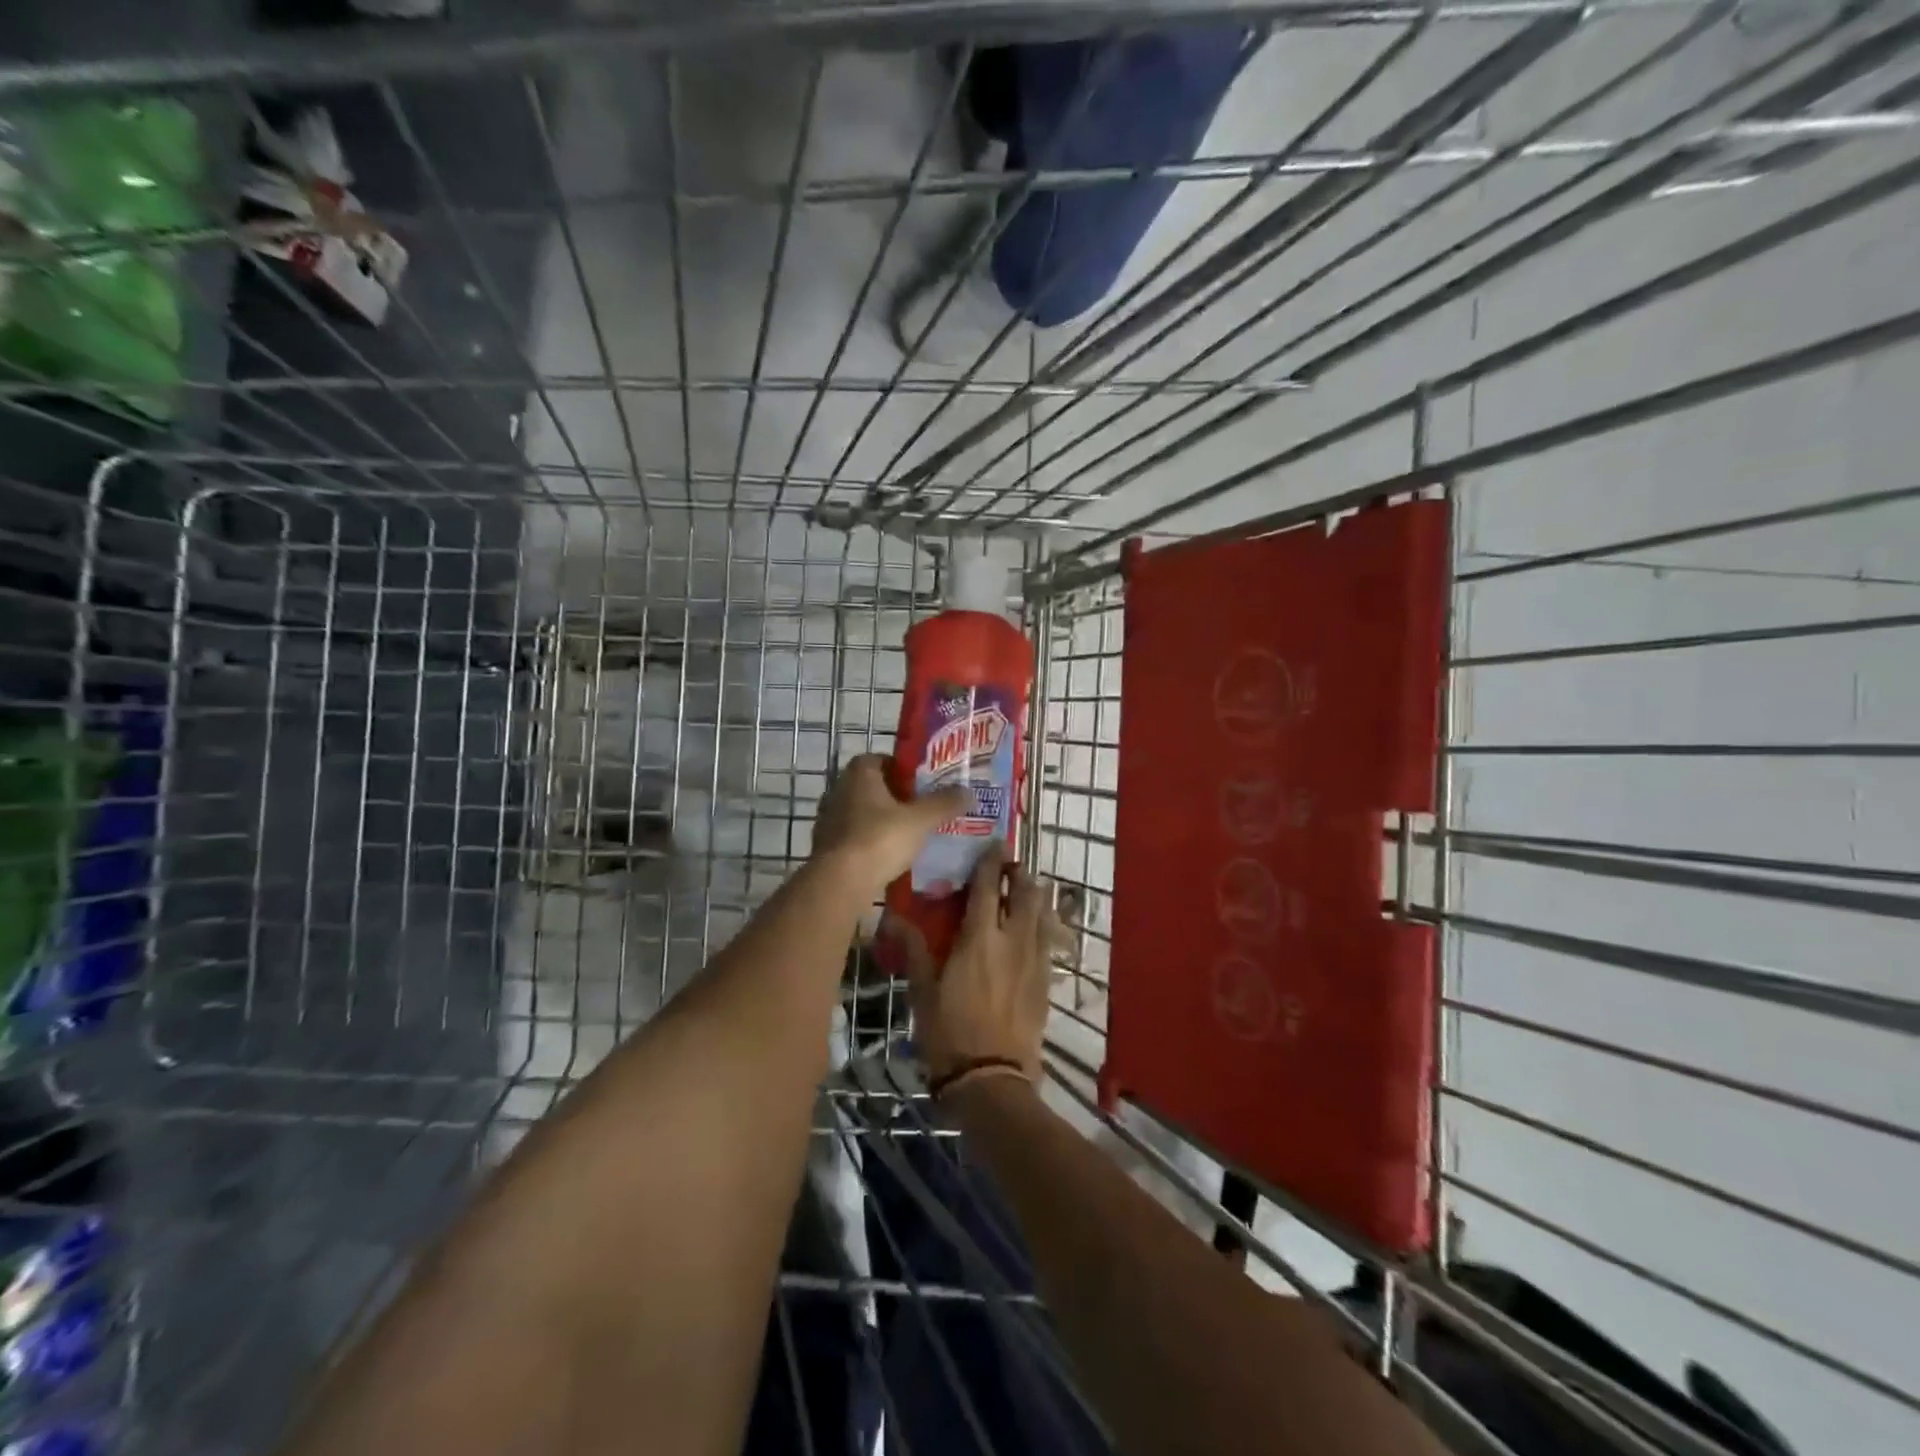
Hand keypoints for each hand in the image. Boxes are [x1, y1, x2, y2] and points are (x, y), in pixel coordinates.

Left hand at [812, 753, 969, 887]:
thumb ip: (944, 803)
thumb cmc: (880, 839)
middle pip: (871, 787)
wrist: (840, 882)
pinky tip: (889, 857)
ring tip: (908, 835)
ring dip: (881, 821)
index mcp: (858, 773)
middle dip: (894, 796)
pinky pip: (853, 838)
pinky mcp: (825, 847)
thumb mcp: (921, 820)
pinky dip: (869, 843)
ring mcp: (828, 819)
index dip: (901, 768)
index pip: (880, 759)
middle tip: (921, 809)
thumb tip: (969, 792)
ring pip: (861, 813)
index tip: (922, 783)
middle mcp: (838, 790)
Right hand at [903, 844, 1053, 1081]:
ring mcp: (1035, 961)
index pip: (989, 887)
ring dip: (1034, 896)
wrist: (992, 1079)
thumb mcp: (922, 990)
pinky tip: (1035, 929)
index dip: (992, 862)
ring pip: (1042, 914)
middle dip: (1019, 874)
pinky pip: (1048, 940)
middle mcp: (1013, 940)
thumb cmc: (949, 1032)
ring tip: (1024, 891)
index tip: (994, 843)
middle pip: (1025, 894)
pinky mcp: (1046, 981)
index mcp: (980, 937)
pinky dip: (1042, 924)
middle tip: (1009, 867)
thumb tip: (889, 916)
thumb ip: (912, 948)